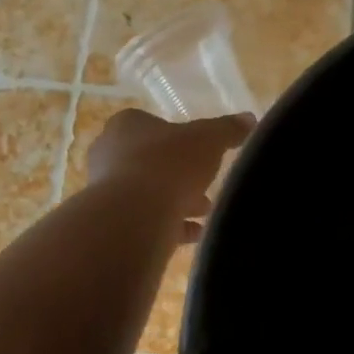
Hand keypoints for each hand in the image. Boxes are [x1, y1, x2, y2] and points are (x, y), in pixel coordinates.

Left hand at [85, 108, 253, 243]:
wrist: (133, 215)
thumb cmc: (168, 164)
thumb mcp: (207, 140)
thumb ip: (227, 129)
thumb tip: (249, 119)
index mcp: (126, 126)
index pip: (152, 125)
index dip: (179, 140)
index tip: (201, 155)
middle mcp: (108, 154)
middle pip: (150, 162)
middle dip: (180, 175)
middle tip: (205, 186)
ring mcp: (105, 190)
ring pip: (146, 193)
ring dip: (175, 201)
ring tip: (204, 212)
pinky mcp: (111, 222)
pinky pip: (145, 221)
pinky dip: (169, 226)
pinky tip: (194, 234)